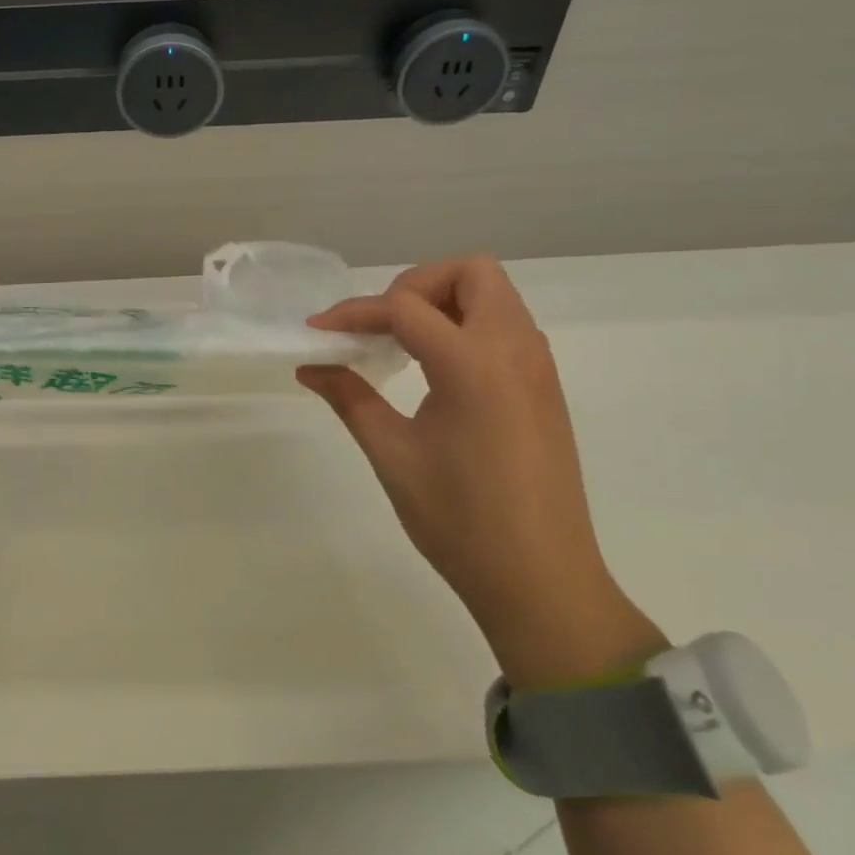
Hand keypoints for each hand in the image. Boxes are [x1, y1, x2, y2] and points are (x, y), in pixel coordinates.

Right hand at [300, 255, 661, 685]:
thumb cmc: (459, 519)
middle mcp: (515, 350)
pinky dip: (466, 327)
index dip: (355, 313)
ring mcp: (537, 368)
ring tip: (402, 345)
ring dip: (444, 303)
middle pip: (471, 272)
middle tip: (380, 325)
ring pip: (494, 296)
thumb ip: (350, 397)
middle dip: (416, 285)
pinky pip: (506, 327)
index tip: (318, 332)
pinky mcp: (544, 389)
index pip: (405, 307)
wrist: (541, 581)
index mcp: (474, 364)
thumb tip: (310, 366)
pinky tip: (434, 371)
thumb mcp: (392, 453)